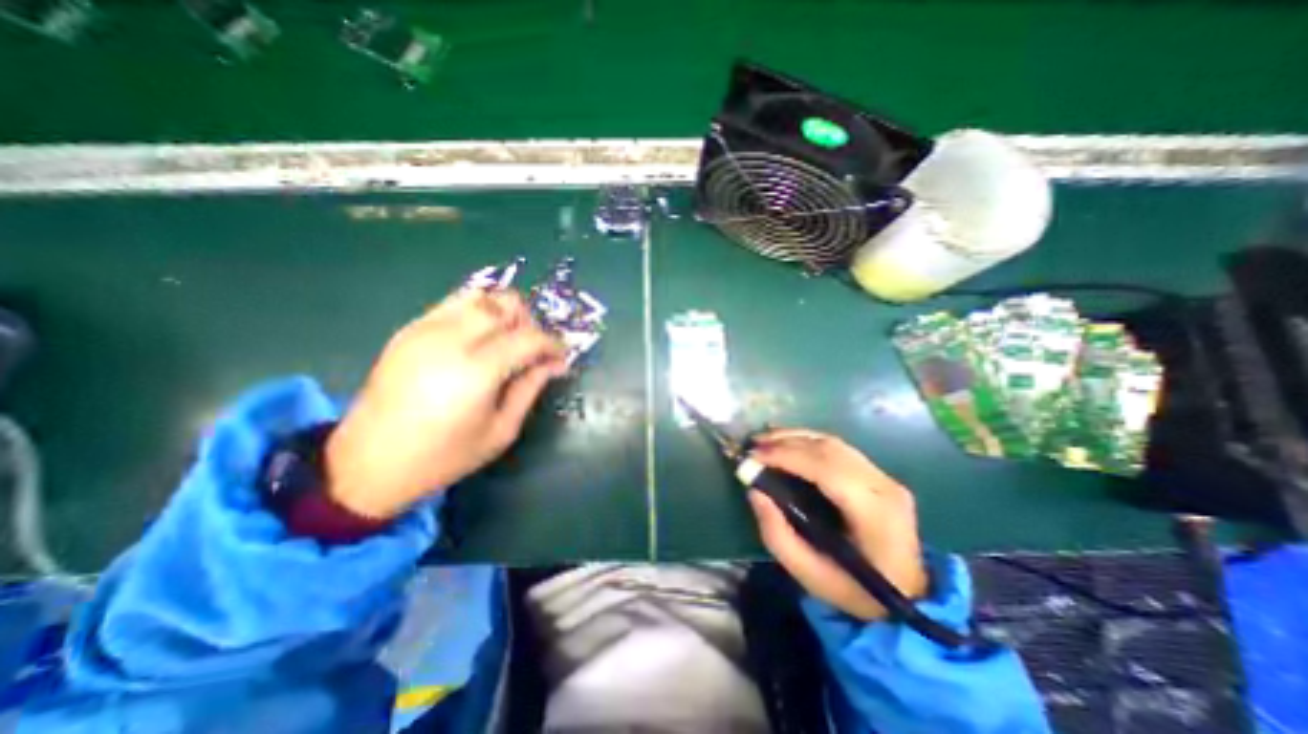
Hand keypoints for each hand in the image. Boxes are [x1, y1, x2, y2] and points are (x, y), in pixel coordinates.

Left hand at [323, 290, 563, 519]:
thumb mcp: (501, 430)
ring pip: (480, 296)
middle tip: (533, 350)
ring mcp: (426, 329)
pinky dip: (477, 313)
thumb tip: (553, 364)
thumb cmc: (443, 456)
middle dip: (529, 323)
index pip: (529, 337)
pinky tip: (478, 340)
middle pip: (506, 304)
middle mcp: (451, 339)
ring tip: (506, 340)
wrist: (368, 463)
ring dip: (503, 312)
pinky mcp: (409, 330)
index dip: (552, 344)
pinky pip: (454, 304)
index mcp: (477, 370)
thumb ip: (530, 389)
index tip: (560, 358)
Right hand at [747, 431, 928, 620]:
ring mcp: (885, 477)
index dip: (787, 456)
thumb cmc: (858, 592)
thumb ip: (777, 534)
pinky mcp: (879, 474)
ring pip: (833, 443)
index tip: (754, 456)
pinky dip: (809, 441)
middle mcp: (883, 487)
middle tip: (753, 446)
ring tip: (765, 441)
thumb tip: (755, 492)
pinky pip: (839, 448)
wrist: (912, 596)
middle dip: (786, 442)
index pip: (826, 469)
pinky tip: (788, 442)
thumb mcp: (810, 576)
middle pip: (829, 449)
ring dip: (795, 437)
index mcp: (873, 514)